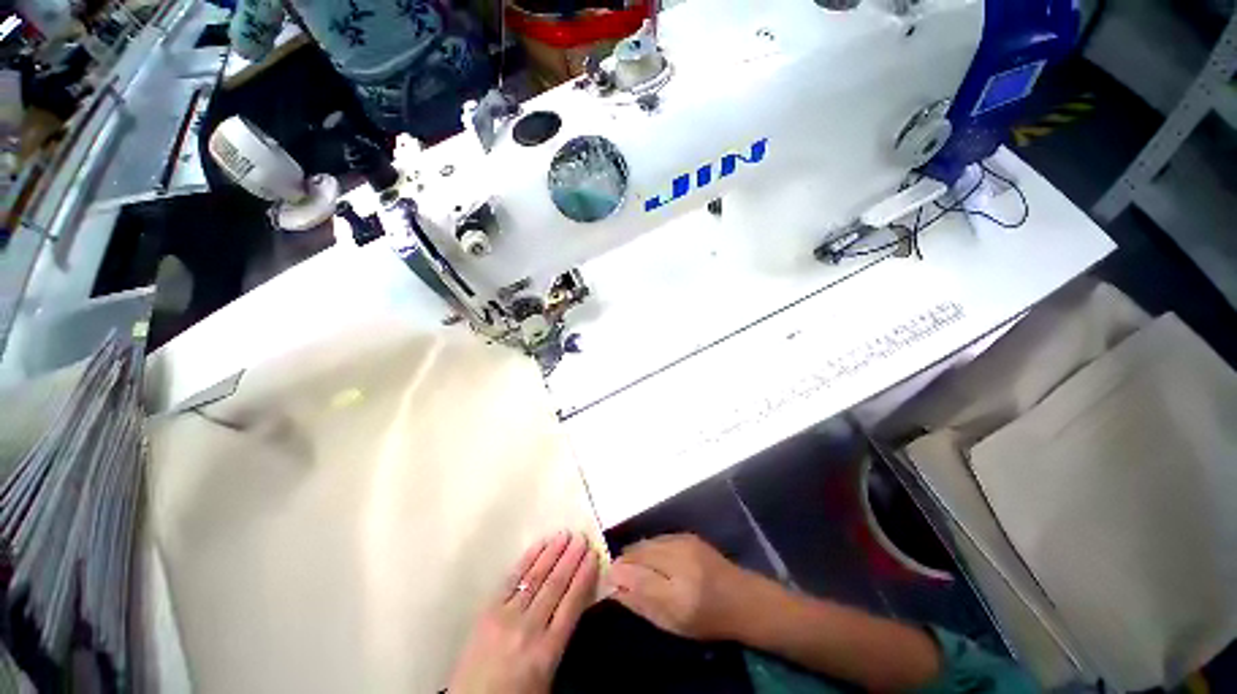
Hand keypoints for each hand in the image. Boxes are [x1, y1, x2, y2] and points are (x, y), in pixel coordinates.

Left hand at [448, 531, 599, 693]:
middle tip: (582, 537)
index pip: (572, 604)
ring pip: (536, 577)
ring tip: (565, 535)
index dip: (584, 576)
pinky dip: (528, 559)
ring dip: (552, 553)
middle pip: (555, 585)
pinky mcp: (488, 611)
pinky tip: (539, 545)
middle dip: (571, 559)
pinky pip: (512, 578)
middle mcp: (529, 628)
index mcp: (547, 650)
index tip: (593, 555)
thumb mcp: (548, 673)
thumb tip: (576, 598)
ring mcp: (506, 616)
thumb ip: (561, 636)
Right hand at [607, 534, 763, 640]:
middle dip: (624, 561)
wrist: (743, 598)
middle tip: (616, 572)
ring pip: (647, 542)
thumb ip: (642, 604)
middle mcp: (681, 561)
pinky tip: (649, 558)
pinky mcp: (687, 534)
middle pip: (639, 553)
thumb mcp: (673, 624)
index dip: (617, 575)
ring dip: (635, 553)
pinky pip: (658, 538)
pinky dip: (648, 547)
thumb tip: (614, 587)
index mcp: (679, 594)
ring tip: (631, 565)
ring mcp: (685, 543)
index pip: (637, 577)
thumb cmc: (708, 620)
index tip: (606, 578)